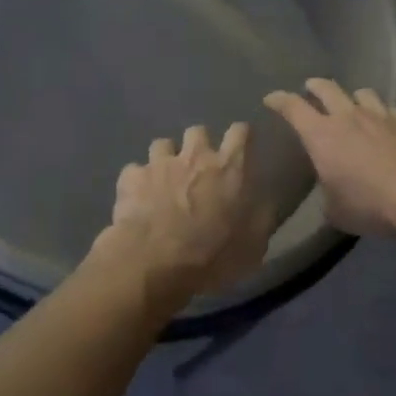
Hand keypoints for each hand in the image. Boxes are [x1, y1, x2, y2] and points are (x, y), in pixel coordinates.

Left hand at [89, 123, 273, 306]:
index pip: (240, 132)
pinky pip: (134, 171)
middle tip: (198, 168)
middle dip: (198, 145)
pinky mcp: (131, 177)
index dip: (241, 136)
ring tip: (164, 180)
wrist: (155, 263)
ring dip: (165, 159)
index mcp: (229, 168)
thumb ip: (260, 218)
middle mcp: (195, 156)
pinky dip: (137, 182)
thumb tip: (265, 204)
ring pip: (162, 144)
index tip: (240, 146)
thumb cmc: (212, 256)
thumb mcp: (252, 246)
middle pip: (198, 131)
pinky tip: (137, 198)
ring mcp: (159, 164)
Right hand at [263, 79, 395, 237]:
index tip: (271, 99)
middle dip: (314, 86)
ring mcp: (381, 116)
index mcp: (321, 135)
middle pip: (327, 89)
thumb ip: (328, 195)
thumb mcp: (335, 210)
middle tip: (309, 87)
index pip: (293, 108)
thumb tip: (332, 193)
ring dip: (351, 96)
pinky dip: (384, 112)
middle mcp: (348, 117)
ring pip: (362, 93)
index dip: (279, 100)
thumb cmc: (369, 204)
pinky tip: (387, 121)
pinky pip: (391, 109)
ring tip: (351, 103)